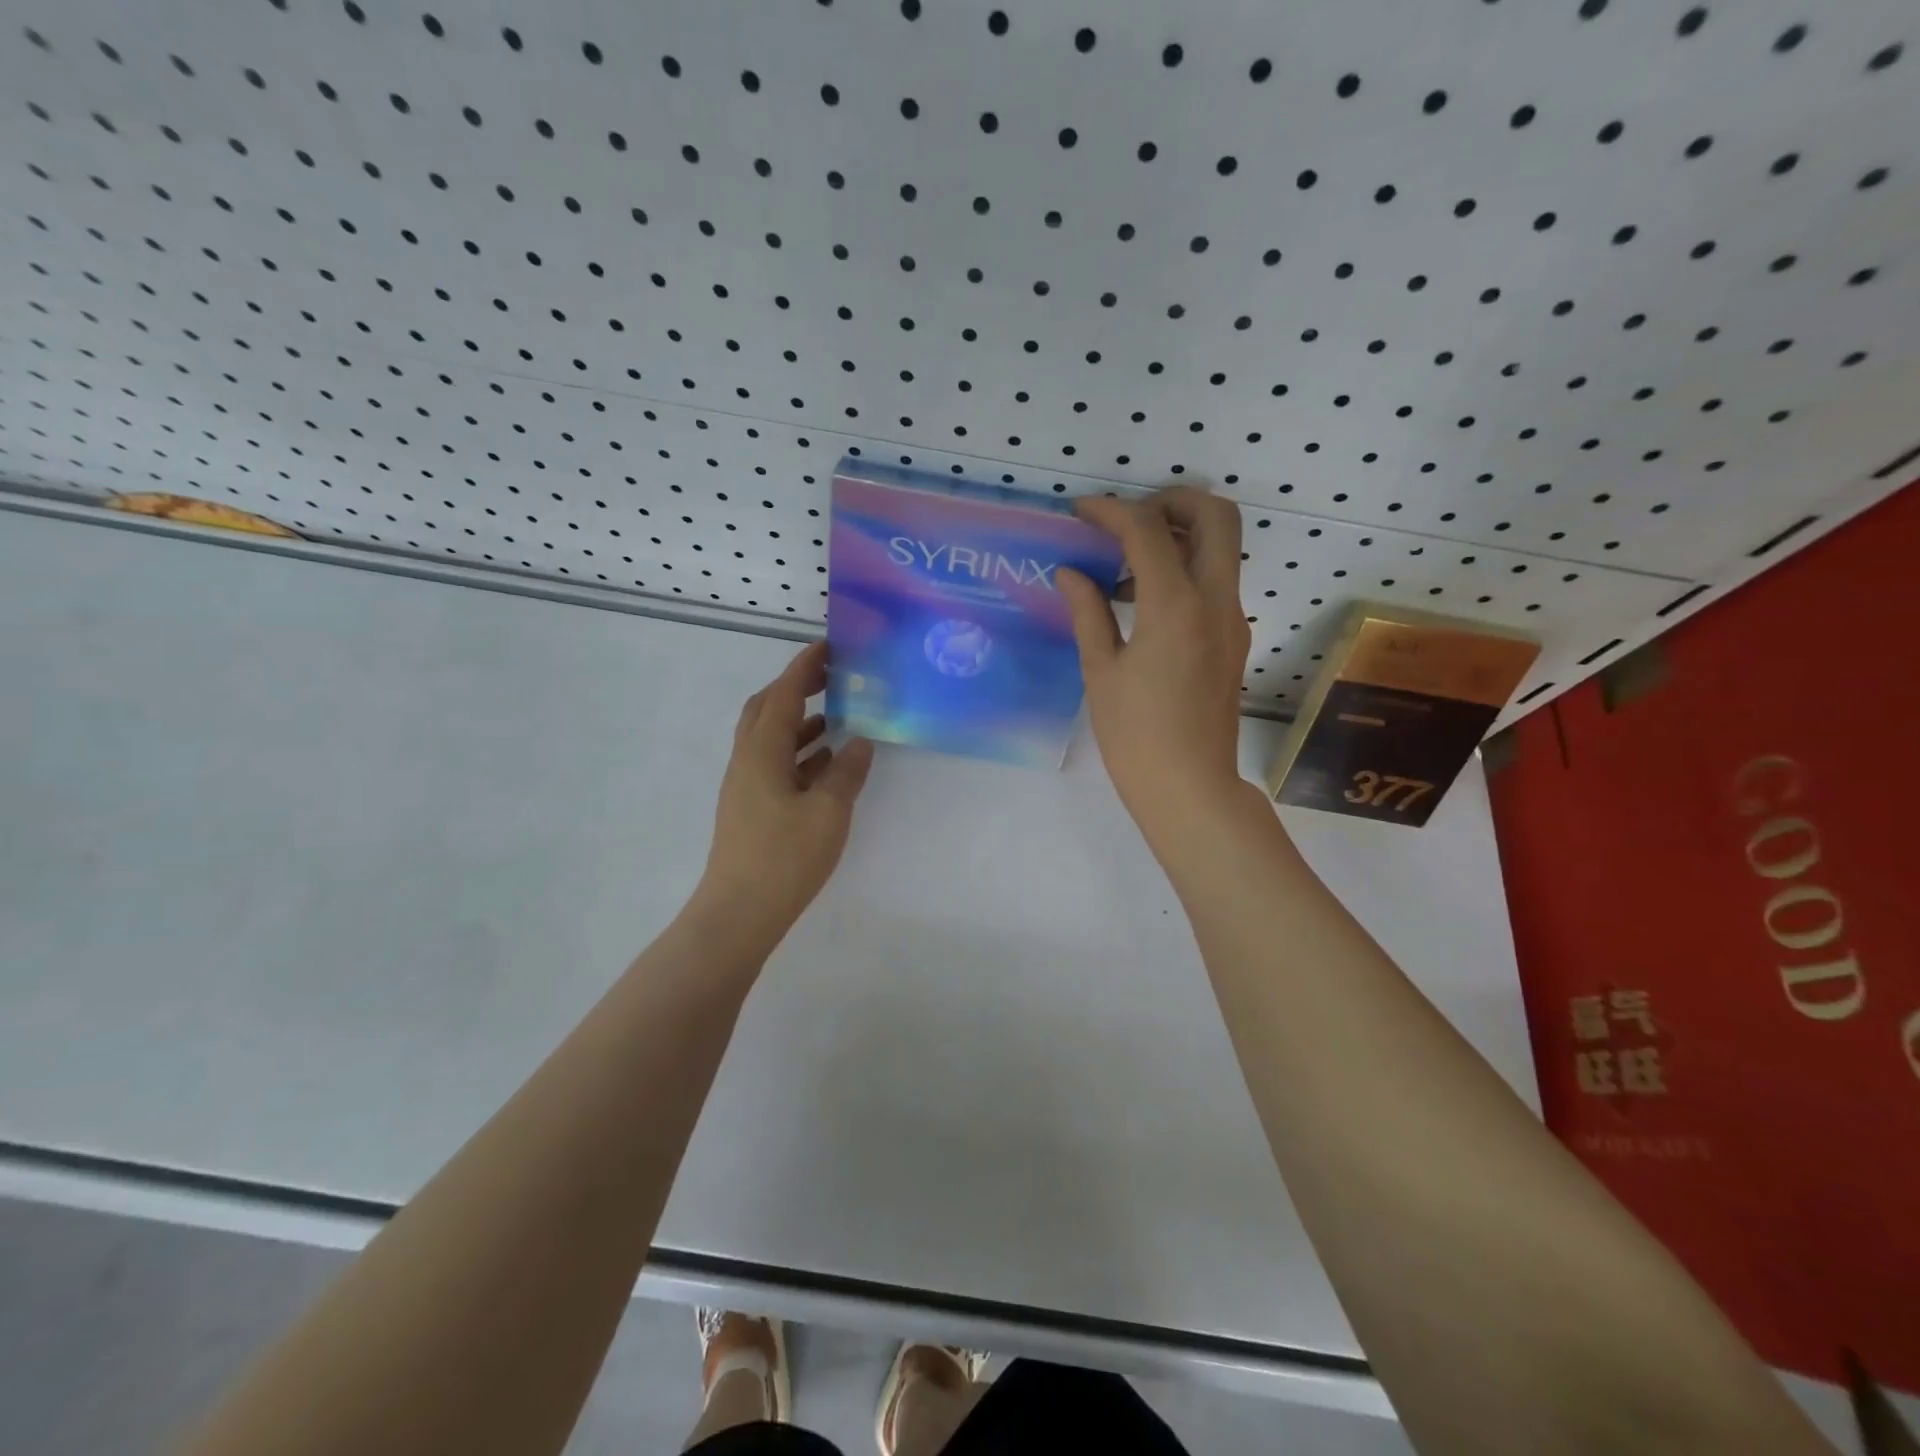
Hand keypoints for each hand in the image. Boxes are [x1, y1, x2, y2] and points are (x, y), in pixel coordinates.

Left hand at [696, 642, 874, 939]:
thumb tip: (860, 740)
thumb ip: (847, 772)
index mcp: (762, 751)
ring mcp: (745, 785)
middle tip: (832, 677)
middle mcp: (747, 760)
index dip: (805, 666)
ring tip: (837, 717)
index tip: (830, 645)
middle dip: (797, 687)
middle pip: (767, 708)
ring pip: (771, 738)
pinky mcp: (750, 808)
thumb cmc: (784, 857)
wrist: (739, 912)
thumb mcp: (828, 812)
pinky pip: (775, 764)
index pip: (784, 694)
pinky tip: (826, 764)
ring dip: (800, 721)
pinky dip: (799, 753)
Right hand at [1057, 488, 1254, 838]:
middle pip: (1215, 515)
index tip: (1081, 512)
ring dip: (1179, 536)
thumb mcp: (1101, 671)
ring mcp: (1233, 619)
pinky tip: (1143, 602)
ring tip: (1125, 566)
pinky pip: (1216, 581)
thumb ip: (1088, 612)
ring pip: (1221, 547)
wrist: (1190, 787)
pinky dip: (1185, 569)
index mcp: (1176, 607)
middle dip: (1171, 501)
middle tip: (1127, 520)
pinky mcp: (1234, 638)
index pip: (1147, 530)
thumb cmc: (1134, 736)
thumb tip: (1071, 573)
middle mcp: (1216, 601)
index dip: (1111, 510)